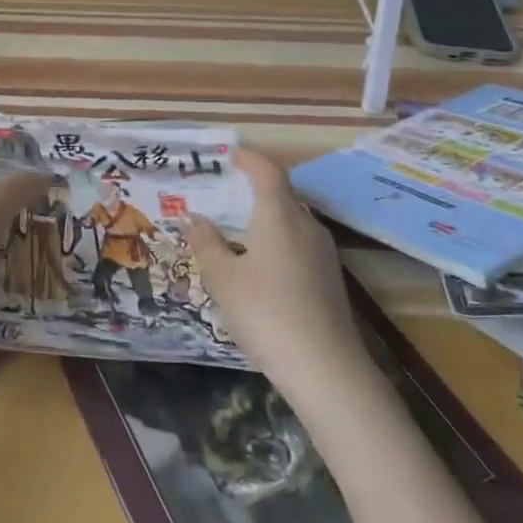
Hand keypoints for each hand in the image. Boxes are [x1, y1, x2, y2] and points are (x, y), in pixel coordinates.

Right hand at [187, 149, 368, 392]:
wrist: (326, 369)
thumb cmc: (266, 312)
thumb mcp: (223, 279)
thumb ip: (206, 243)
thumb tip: (192, 217)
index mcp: (279, 214)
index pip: (266, 170)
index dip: (248, 157)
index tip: (228, 153)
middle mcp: (306, 224)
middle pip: (281, 194)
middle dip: (253, 189)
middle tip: (224, 194)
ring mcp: (323, 252)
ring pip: (291, 221)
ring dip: (265, 218)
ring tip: (236, 231)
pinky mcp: (330, 278)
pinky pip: (299, 244)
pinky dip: (277, 242)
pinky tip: (259, 267)